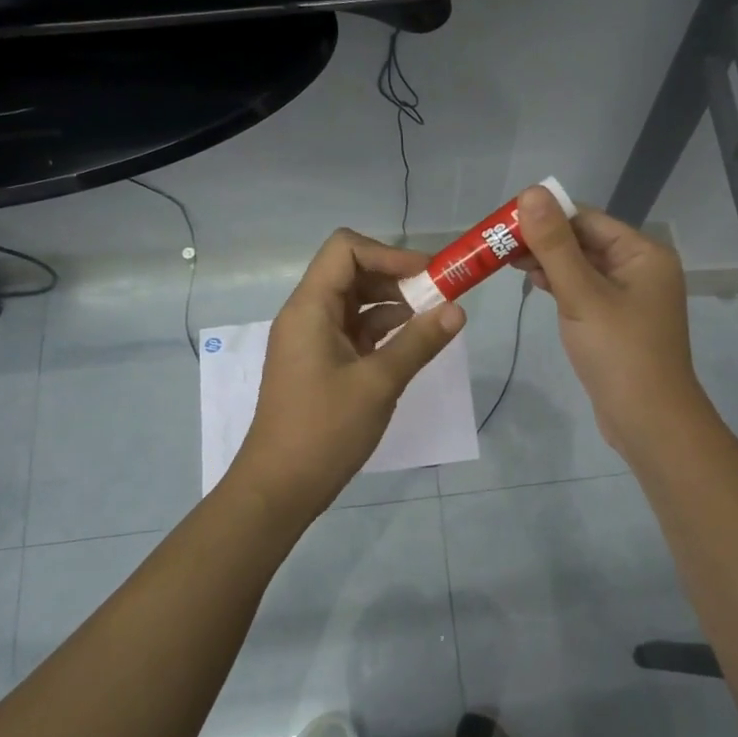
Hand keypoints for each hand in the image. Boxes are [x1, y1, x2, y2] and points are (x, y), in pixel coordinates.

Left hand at [230, 228, 466, 519]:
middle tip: (440, 297)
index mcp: (310, 308)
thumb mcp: (379, 383)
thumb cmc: (324, 430)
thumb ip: (419, 342)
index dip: (389, 254)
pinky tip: (411, 344)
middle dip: (397, 278)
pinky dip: (382, 329)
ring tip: (432, 321)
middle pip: (352, 272)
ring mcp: (311, 339)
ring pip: (355, 302)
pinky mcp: (320, 362)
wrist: (280, 487)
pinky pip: (353, 330)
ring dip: (393, 304)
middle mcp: (306, 314)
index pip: (346, 249)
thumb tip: (457, 309)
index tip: (429, 274)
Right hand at [512, 185, 706, 455]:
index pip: (587, 219)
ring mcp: (630, 296)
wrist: (649, 421)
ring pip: (582, 266)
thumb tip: (531, 192)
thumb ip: (554, 244)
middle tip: (498, 245)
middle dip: (544, 240)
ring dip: (549, 262)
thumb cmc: (619, 353)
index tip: (504, 222)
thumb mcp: (582, 294)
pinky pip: (585, 290)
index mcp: (643, 254)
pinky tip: (535, 284)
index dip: (546, 216)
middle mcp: (641, 268)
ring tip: (507, 262)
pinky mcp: (617, 320)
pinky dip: (561, 285)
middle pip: (585, 241)